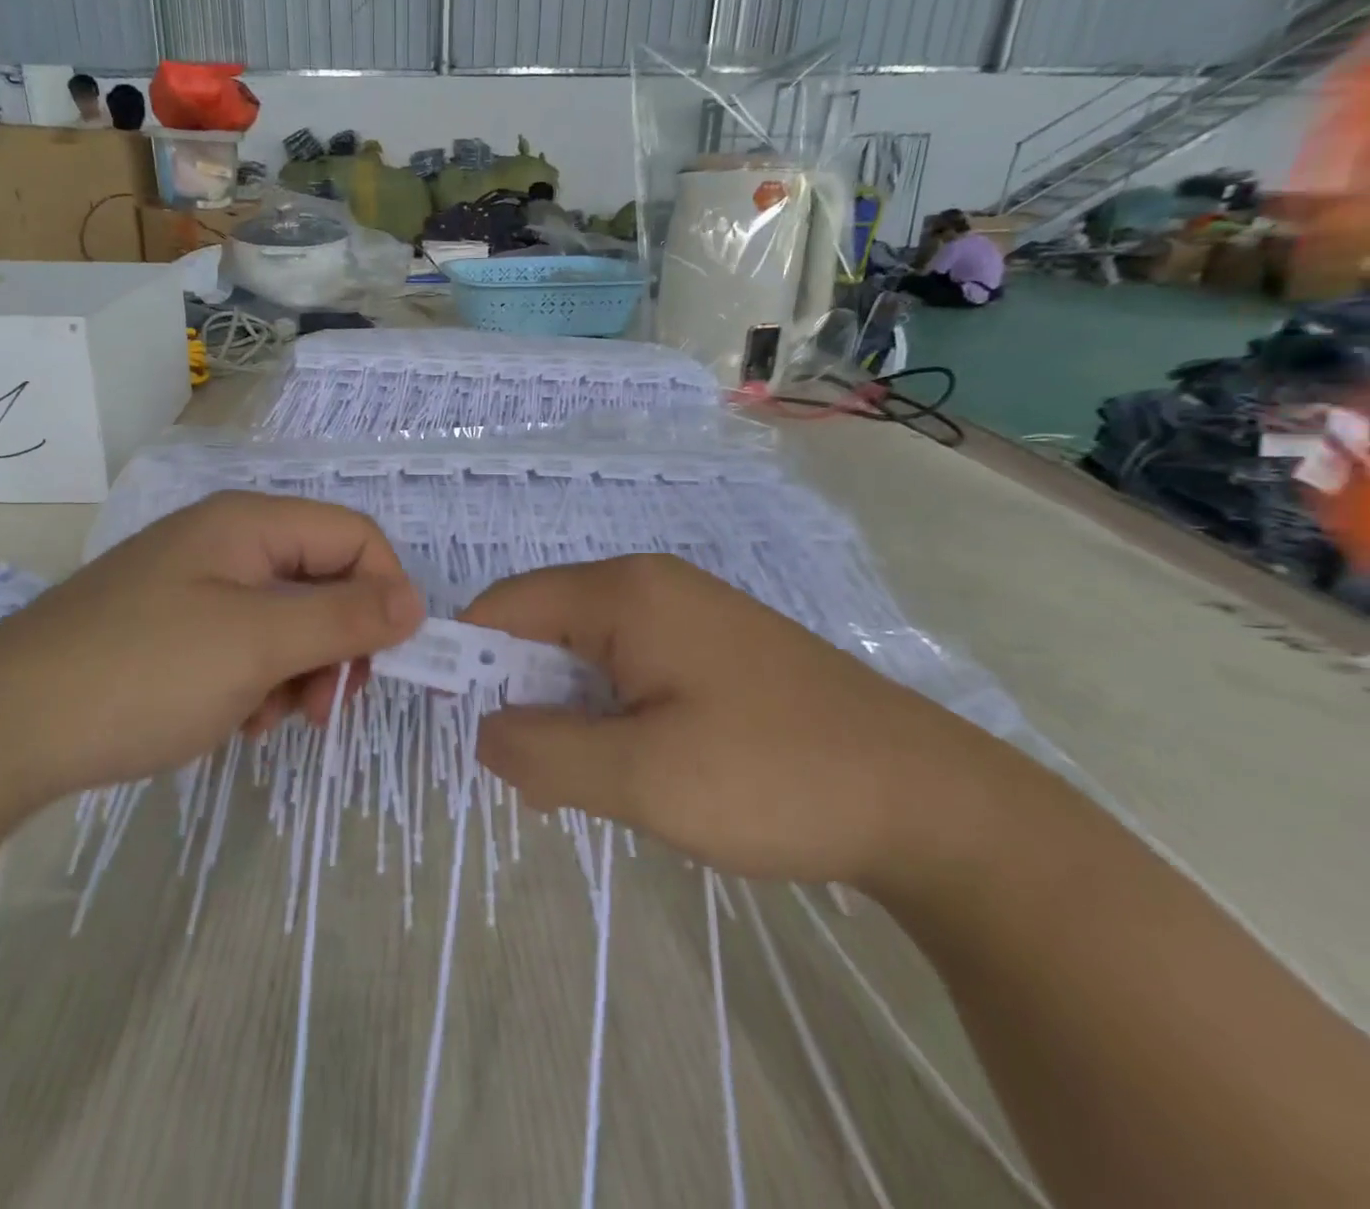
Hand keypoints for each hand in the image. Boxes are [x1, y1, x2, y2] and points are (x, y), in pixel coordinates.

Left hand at [0, 492, 422, 807]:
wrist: (0, 730)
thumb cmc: (143, 672)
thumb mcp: (258, 644)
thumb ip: (345, 619)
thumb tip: (417, 602)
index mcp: (249, 524)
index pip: (355, 537)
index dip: (386, 592)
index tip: (386, 662)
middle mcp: (227, 543)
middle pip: (323, 579)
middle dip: (338, 643)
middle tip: (325, 705)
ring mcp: (197, 587)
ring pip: (288, 620)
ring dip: (298, 672)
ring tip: (266, 720)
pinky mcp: (174, 629)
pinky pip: (246, 645)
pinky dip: (257, 683)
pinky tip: (234, 721)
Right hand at [460, 553, 980, 885]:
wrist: (929, 800)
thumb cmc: (773, 777)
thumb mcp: (640, 778)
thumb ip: (542, 750)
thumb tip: (484, 730)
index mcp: (624, 592)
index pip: (506, 606)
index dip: (467, 658)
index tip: (458, 726)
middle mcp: (649, 586)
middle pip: (544, 628)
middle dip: (523, 698)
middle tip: (536, 779)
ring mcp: (686, 614)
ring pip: (585, 655)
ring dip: (568, 716)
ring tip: (590, 785)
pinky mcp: (711, 649)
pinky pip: (628, 670)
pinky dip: (609, 716)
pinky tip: (635, 769)